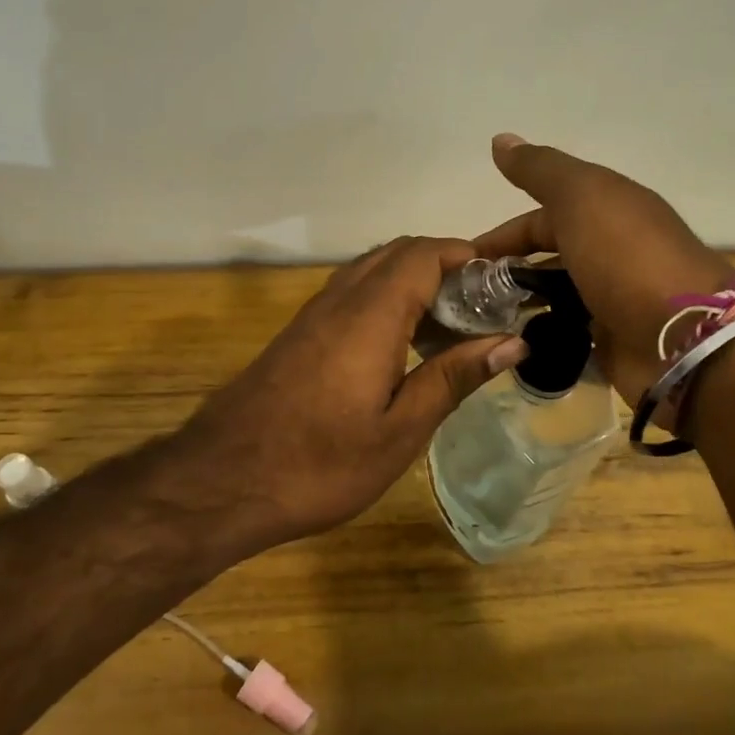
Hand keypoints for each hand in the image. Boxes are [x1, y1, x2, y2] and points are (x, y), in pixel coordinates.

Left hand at [166, 236, 527, 557]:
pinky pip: (351, 294)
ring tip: (449, 328)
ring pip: (371, 270)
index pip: (424, 254)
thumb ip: (453, 377)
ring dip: (413, 282)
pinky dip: (386, 300)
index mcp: (371, 315)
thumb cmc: (320, 464)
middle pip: (398, 253)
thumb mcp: (400, 430)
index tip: (502, 284)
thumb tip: (512, 341)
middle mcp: (340, 299)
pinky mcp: (298, 334)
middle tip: (481, 309)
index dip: (467, 256)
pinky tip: (401, 347)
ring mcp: (313, 314)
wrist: (222, 482)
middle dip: (444, 265)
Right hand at [474, 135, 734, 405]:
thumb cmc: (627, 258)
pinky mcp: (613, 340)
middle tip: (466, 295)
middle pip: (549, 254)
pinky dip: (541, 334)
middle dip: (508, 270)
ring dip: (521, 302)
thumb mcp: (582, 197)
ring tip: (482, 322)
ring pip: (556, 294)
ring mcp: (613, 297)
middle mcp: (610, 250)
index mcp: (607, 210)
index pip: (543, 215)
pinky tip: (512, 344)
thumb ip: (540, 170)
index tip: (465, 258)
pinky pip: (567, 332)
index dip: (503, 234)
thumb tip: (500, 138)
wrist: (686, 338)